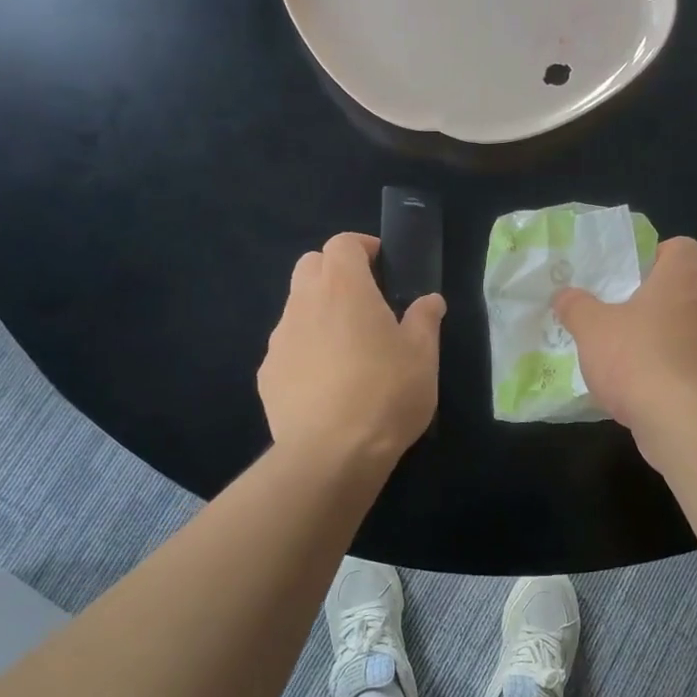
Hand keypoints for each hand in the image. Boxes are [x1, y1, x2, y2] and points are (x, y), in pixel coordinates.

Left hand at [259, 232, 444, 466]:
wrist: (331, 453)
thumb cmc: (386, 394)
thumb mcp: (423, 356)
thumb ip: (425, 320)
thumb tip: (429, 301)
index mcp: (344, 288)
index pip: (342, 243)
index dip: (362, 247)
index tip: (382, 265)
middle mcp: (304, 303)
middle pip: (310, 265)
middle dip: (334, 271)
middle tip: (364, 300)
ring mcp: (279, 339)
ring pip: (296, 306)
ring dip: (319, 311)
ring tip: (346, 347)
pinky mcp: (267, 373)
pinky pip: (287, 347)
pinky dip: (305, 350)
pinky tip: (325, 383)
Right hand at [553, 236, 696, 457]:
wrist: (685, 420)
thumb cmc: (638, 359)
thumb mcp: (591, 329)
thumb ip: (576, 307)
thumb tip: (563, 295)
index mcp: (684, 276)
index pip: (682, 246)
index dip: (657, 255)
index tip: (633, 274)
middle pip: (696, 281)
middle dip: (669, 292)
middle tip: (635, 308)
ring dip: (678, 328)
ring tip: (642, 346)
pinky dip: (683, 360)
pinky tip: (654, 380)